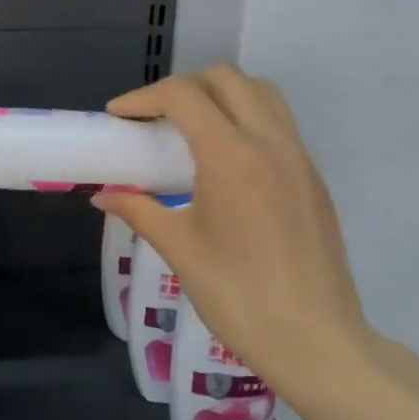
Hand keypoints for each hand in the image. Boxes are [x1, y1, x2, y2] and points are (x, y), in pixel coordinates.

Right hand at [93, 65, 378, 408]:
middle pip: (226, 80)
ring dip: (221, 96)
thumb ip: (138, 210)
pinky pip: (280, 124)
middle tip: (153, 119)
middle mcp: (270, 142)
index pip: (183, 96)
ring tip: (191, 130)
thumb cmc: (236, 294)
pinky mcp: (314, 179)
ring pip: (262, 94)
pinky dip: (247, 120)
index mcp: (231, 155)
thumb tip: (104, 196)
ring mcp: (299, 158)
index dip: (142, 98)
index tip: (118, 118)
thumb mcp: (178, 248)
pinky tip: (226, 162)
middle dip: (183, 88)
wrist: (314, 339)